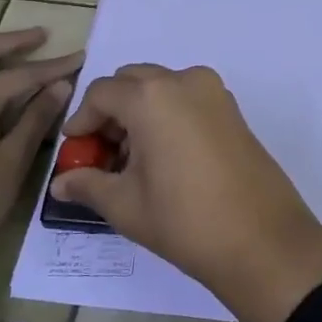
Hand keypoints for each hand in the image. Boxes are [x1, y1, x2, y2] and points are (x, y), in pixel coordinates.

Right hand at [50, 64, 321, 321]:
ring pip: (162, 87)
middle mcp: (184, 81)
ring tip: (133, 161)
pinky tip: (165, 158)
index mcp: (152, 96)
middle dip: (112, 112)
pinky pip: (189, 98)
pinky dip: (168, 115)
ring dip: (140, 112)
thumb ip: (88, 184)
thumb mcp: (126, 205)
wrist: (261, 239)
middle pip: (133, 82)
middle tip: (103, 154)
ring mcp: (214, 92)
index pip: (102, 93)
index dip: (82, 121)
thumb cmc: (184, 220)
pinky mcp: (233, 110)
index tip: (76, 152)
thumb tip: (60, 183)